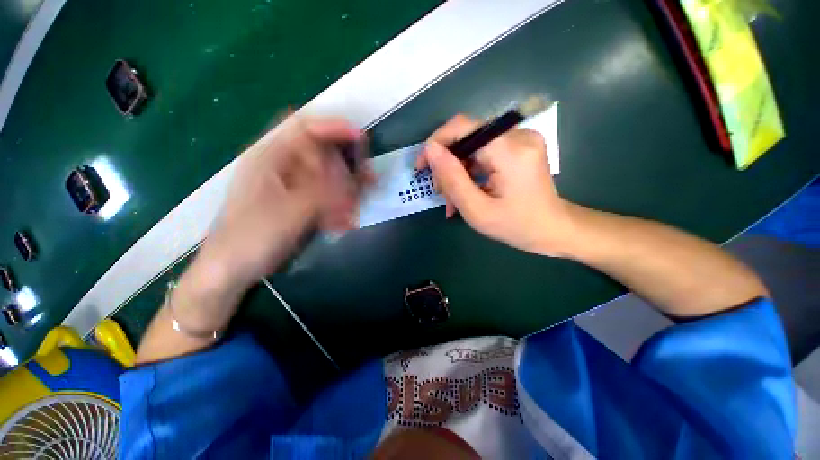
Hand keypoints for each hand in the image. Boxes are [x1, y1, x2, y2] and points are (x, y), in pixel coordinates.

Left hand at [199, 116, 368, 288]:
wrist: (232, 268)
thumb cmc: (251, 237)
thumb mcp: (290, 212)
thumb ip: (322, 192)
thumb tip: (351, 176)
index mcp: (271, 158)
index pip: (305, 128)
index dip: (334, 127)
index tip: (361, 138)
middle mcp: (282, 167)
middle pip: (322, 153)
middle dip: (348, 164)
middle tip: (368, 179)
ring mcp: (292, 186)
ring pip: (328, 177)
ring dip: (346, 190)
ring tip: (356, 208)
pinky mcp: (298, 203)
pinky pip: (325, 197)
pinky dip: (338, 207)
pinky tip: (343, 223)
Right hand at [416, 114, 574, 256]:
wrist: (552, 229)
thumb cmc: (516, 226)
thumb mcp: (477, 210)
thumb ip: (452, 179)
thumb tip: (431, 150)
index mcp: (510, 151)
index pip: (462, 127)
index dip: (436, 143)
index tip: (422, 167)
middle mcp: (518, 135)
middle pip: (466, 137)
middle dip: (447, 164)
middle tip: (441, 193)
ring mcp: (521, 138)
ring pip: (472, 146)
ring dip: (457, 170)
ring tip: (453, 198)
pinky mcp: (520, 146)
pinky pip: (484, 151)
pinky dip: (470, 170)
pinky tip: (466, 190)